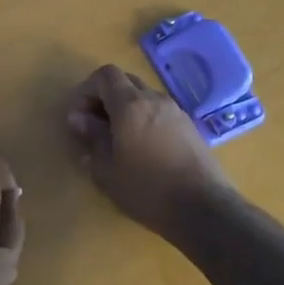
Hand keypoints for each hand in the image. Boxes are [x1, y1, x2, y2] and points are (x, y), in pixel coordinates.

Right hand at [66, 65, 234, 235]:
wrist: (204, 209)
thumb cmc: (147, 189)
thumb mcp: (106, 169)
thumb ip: (91, 138)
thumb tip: (79, 120)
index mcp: (131, 105)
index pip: (105, 75)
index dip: (86, 91)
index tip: (79, 119)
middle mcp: (155, 99)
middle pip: (125, 82)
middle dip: (105, 98)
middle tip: (95, 127)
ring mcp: (176, 112)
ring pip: (143, 97)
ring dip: (125, 110)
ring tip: (117, 141)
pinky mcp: (190, 128)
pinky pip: (160, 112)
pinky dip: (144, 120)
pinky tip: (142, 150)